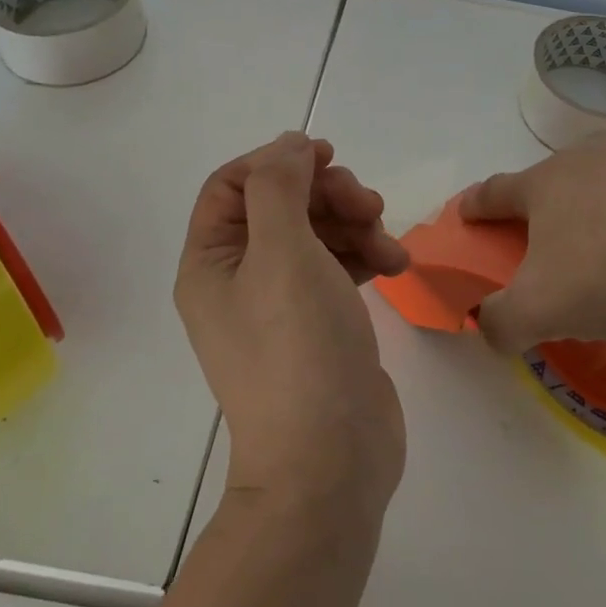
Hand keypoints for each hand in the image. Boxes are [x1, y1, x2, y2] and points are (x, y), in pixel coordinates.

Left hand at [176, 133, 410, 514]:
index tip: (327, 156)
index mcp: (211, 261)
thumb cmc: (297, 347)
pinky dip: (365, 255)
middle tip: (369, 204)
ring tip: (387, 244)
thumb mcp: (282, 251)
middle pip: (281, 204)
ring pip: (316, 231)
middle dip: (328, 194)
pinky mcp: (318, 322)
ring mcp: (280, 303)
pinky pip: (337, 266)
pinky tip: (394, 265)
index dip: (277, 161)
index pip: (232, 184)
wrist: (330, 461)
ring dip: (355, 224)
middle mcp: (238, 278)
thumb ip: (279, 186)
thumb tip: (288, 145)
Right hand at [459, 121, 605, 352]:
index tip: (466, 212)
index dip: (477, 206)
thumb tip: (487, 327)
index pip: (495, 193)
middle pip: (557, 178)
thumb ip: (504, 322)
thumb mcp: (545, 309)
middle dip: (553, 205)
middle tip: (566, 243)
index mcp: (545, 185)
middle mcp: (585, 153)